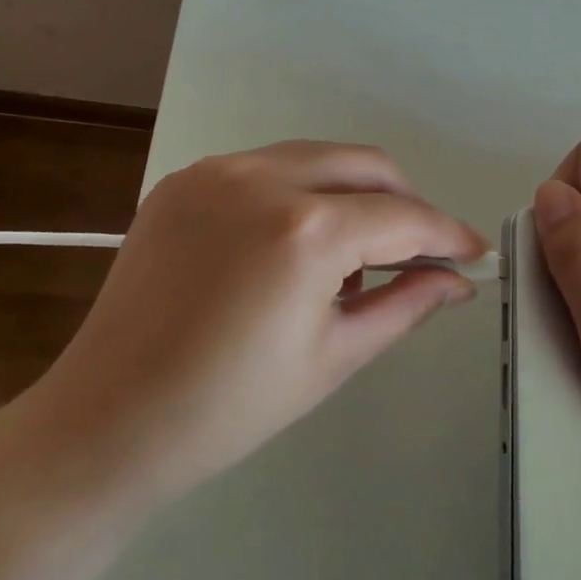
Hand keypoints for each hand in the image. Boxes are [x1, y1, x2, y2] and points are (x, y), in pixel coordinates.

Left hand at [37, 141, 484, 502]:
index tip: (473, 254)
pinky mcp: (183, 181)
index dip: (447, 235)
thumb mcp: (334, 356)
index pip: (402, 217)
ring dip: (353, 194)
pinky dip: (301, 193)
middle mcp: (260, 178)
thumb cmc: (229, 408)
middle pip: (365, 165)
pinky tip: (297, 245)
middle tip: (419, 252)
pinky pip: (266, 169)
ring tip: (357, 254)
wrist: (107, 420)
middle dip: (405, 203)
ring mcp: (214, 172)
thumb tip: (456, 282)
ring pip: (315, 158)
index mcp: (304, 230)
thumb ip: (405, 304)